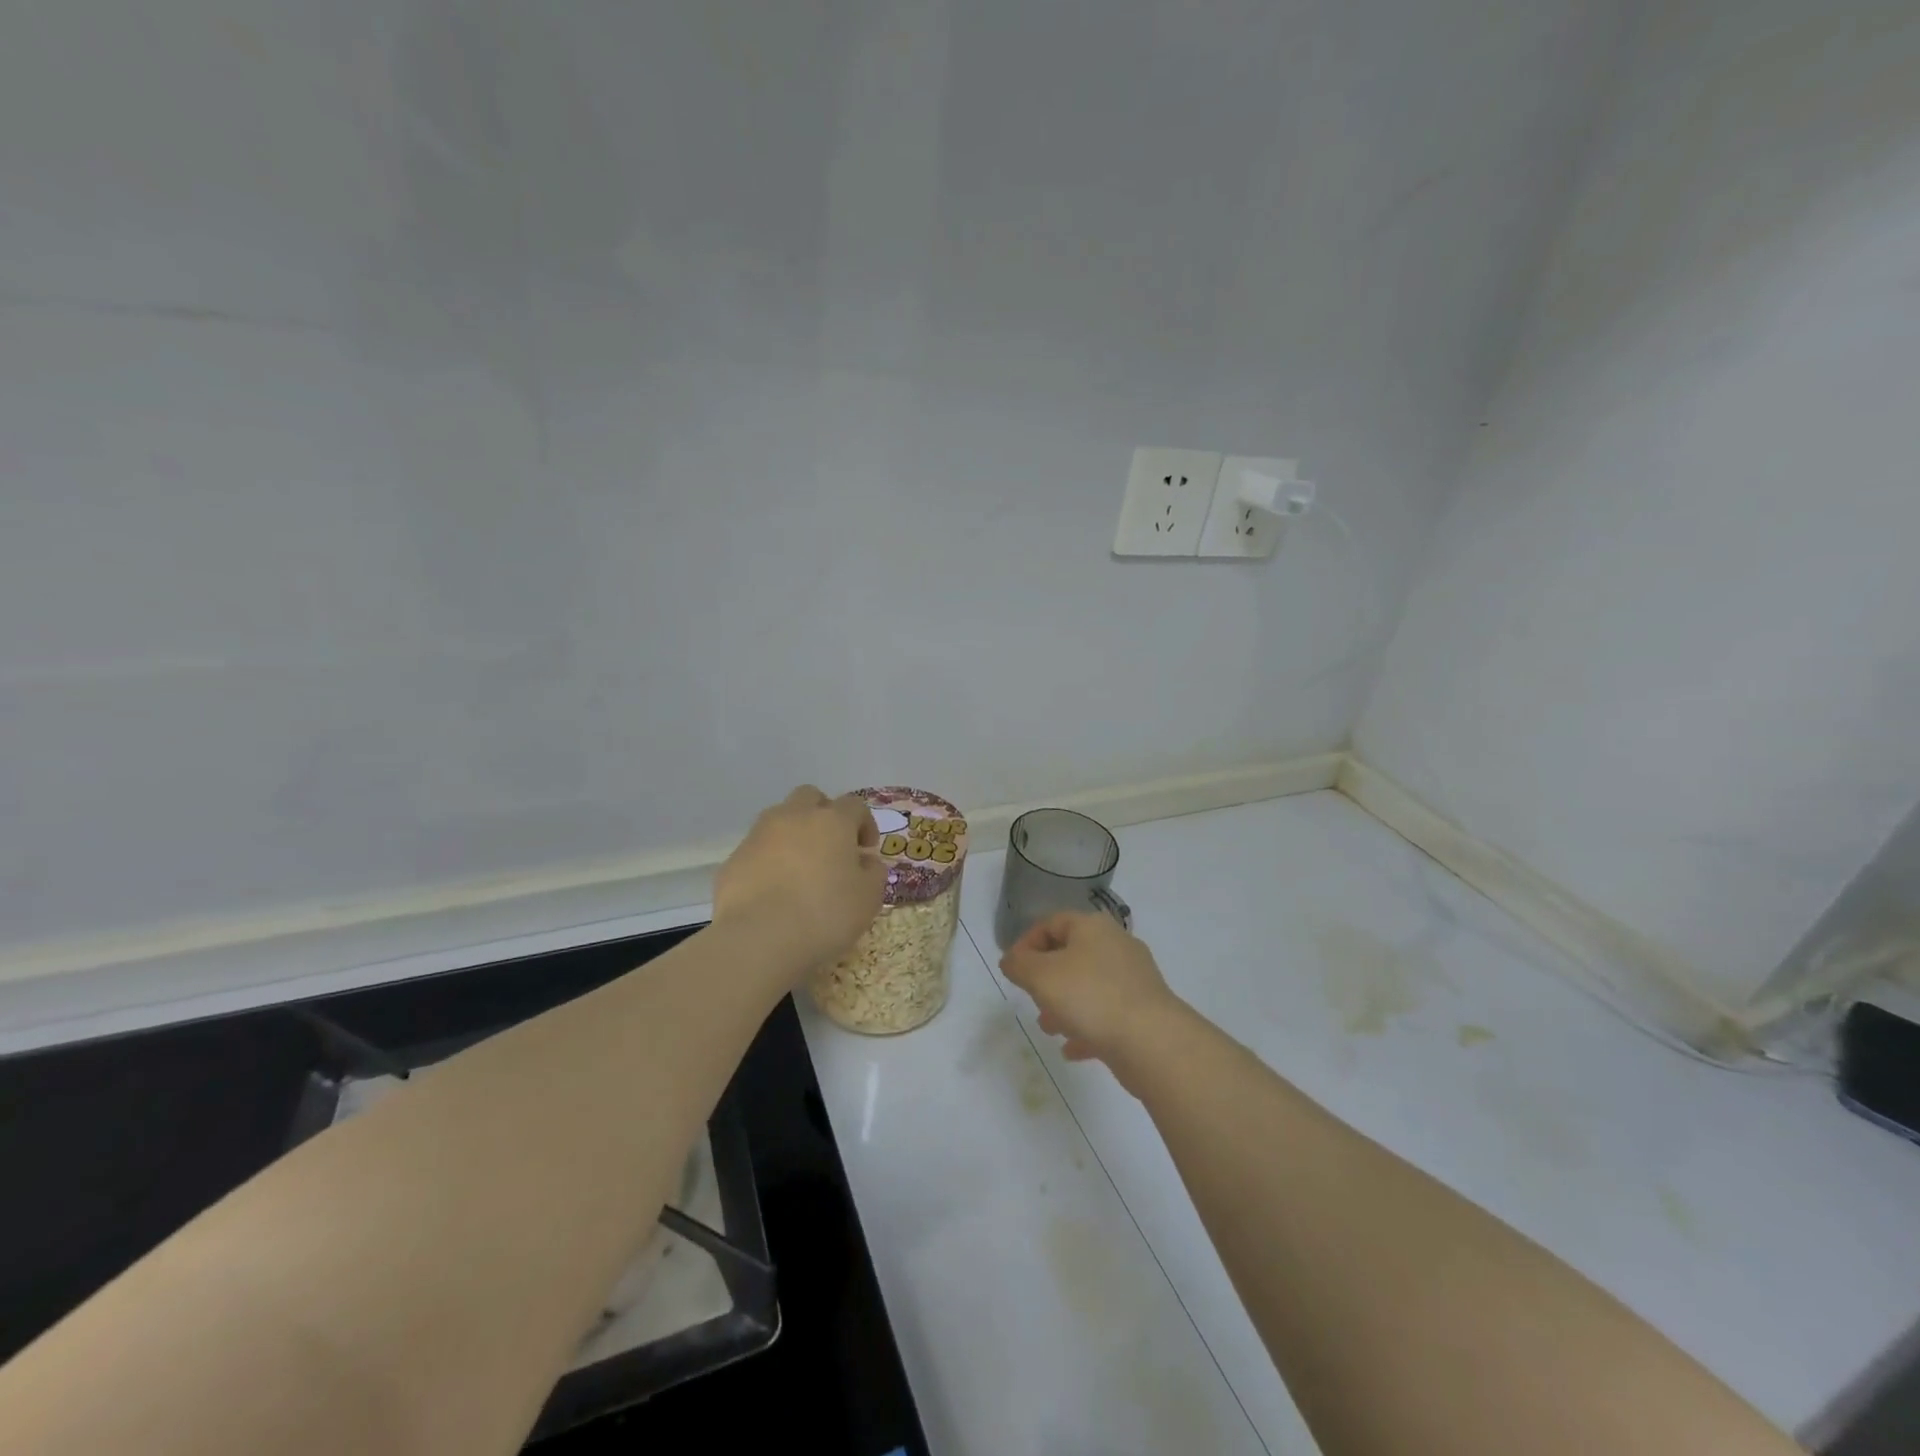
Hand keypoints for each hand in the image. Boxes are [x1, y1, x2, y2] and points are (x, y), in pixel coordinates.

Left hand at [714, 786, 885, 975]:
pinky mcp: (734, 858)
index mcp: (832, 821)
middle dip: (823, 814)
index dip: (864, 824)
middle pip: (810, 797)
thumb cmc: (825, 914)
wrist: (758, 938)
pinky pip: (757, 849)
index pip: (854, 805)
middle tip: (831, 846)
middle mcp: (794, 817)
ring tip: (800, 868)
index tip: (866, 850)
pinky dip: (768, 860)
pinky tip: (773, 890)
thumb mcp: (868, 899)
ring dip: (793, 834)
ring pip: (779, 818)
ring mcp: (759, 835)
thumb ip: (873, 873)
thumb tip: (866, 861)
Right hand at [999, 912, 1185, 1074]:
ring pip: (1088, 986)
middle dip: (1046, 980)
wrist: (1152, 1041)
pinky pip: (1106, 1014)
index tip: (1012, 970)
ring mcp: (1133, 979)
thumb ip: (1019, 965)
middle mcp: (1115, 945)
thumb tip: (1011, 960)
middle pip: (1071, 955)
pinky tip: (1073, 1049)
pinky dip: (1086, 1027)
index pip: (1051, 923)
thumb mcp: (1041, 976)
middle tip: (1033, 1000)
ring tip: (1050, 1028)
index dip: (1026, 943)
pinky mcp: (1143, 1010)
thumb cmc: (1090, 997)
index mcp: (1092, 927)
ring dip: (1064, 1006)